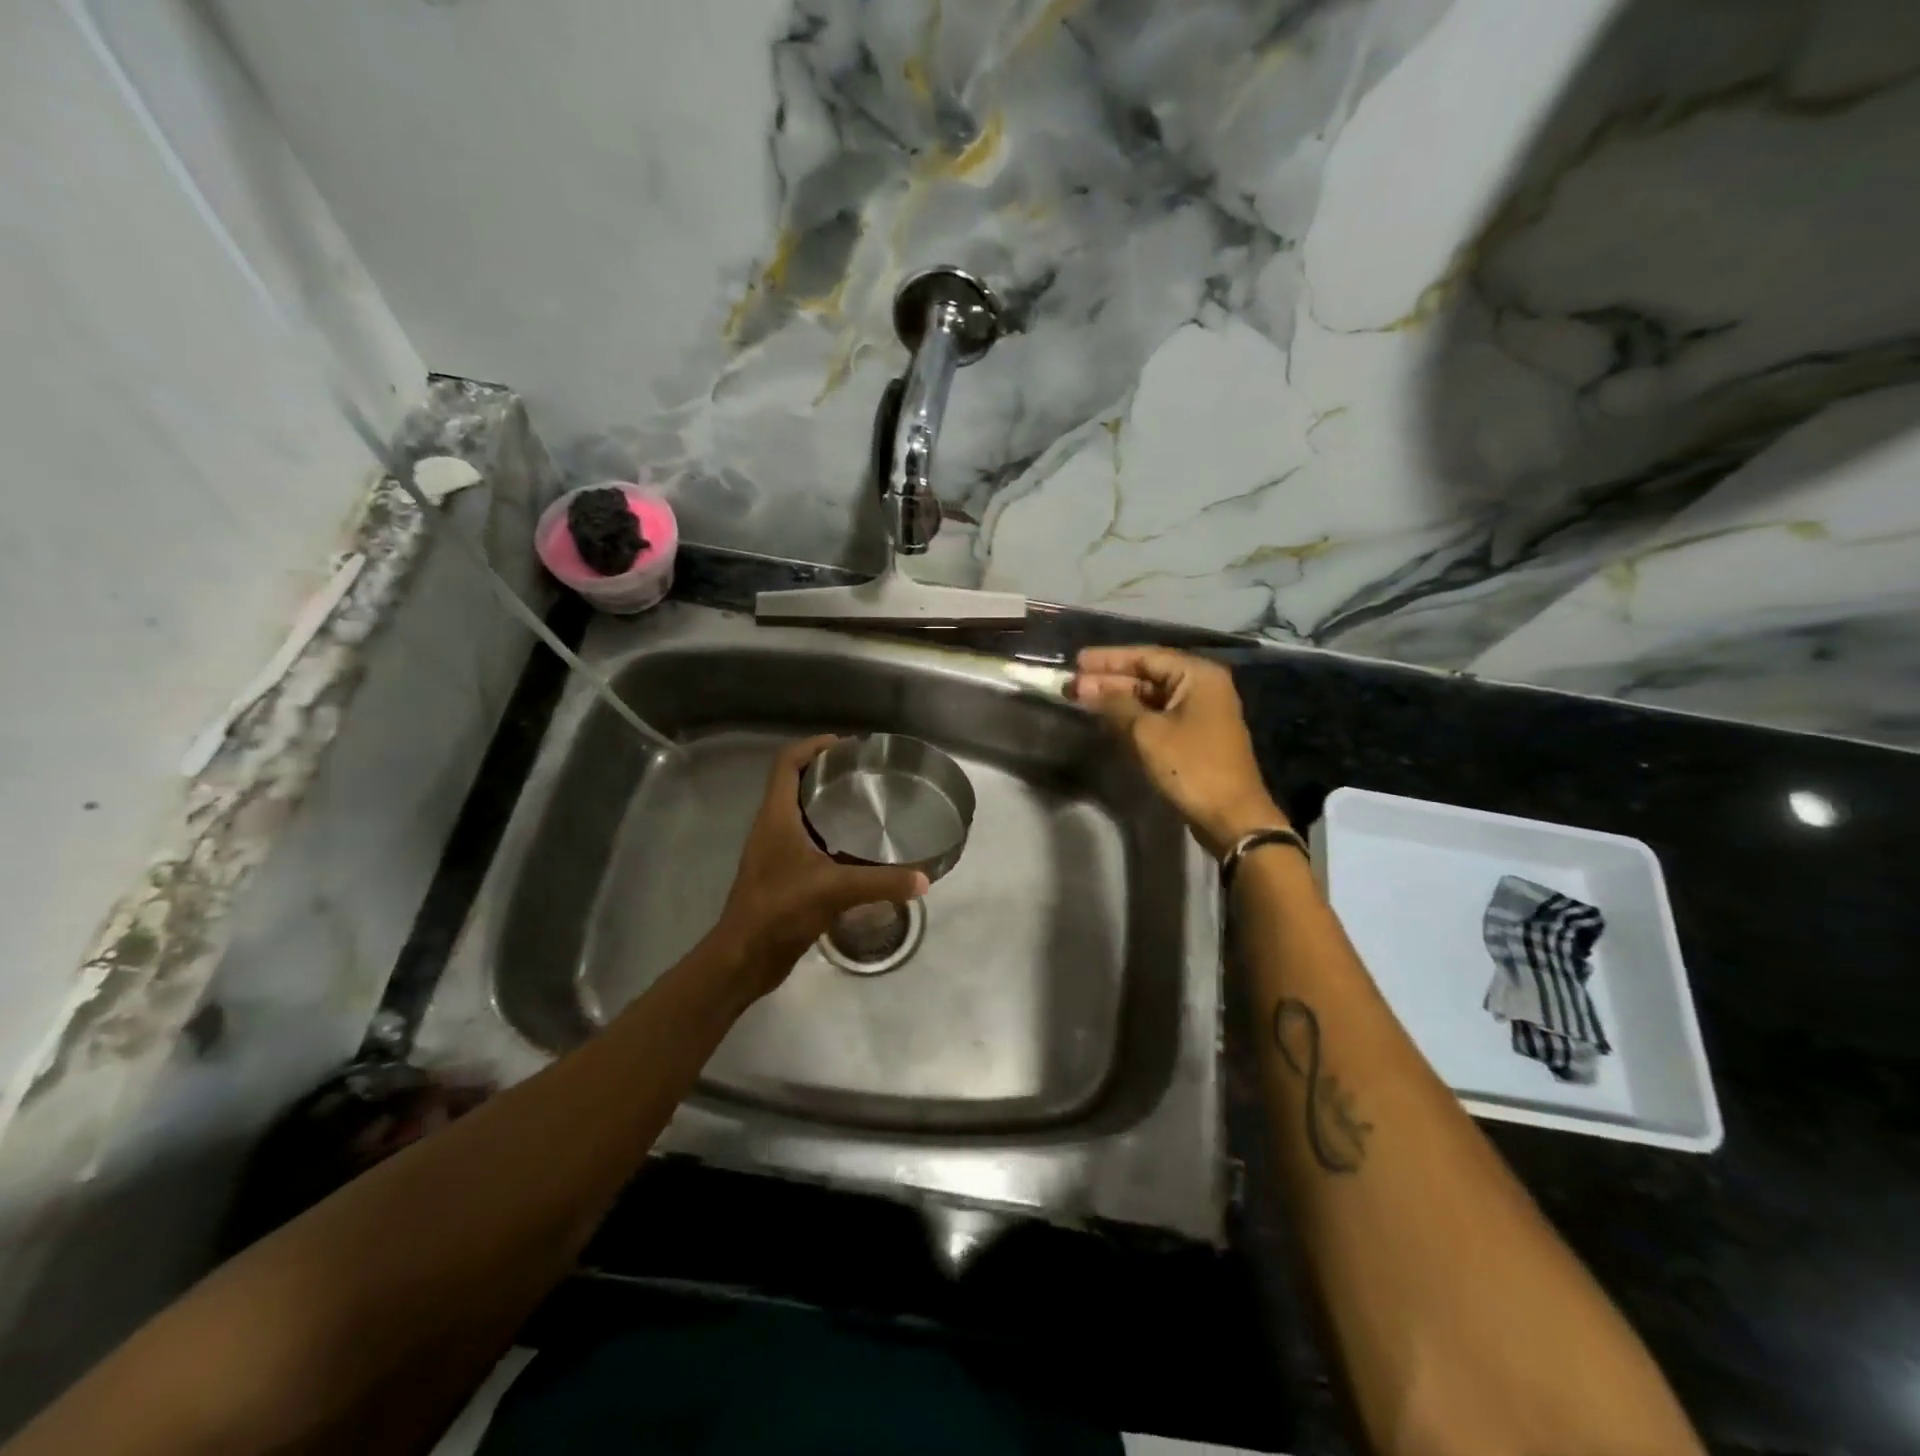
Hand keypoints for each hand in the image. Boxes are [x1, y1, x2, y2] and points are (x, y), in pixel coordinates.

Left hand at [711, 735, 930, 997]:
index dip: (813, 746)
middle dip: (828, 773)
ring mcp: (776, 852)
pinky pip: (809, 842)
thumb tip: (923, 879)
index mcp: (776, 816)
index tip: (847, 746)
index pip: (787, 763)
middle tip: (866, 775)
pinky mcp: (783, 875)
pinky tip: (859, 849)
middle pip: (796, 784)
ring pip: (803, 814)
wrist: (745, 957)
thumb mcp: (835, 890)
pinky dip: (831, 836)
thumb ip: (881, 882)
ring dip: (829, 805)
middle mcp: (773, 827)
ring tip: (868, 806)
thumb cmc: (780, 910)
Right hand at [1070, 647, 1285, 857]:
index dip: (1108, 658)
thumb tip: (1086, 688)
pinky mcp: (1193, 736)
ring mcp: (1199, 712)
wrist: (1230, 816)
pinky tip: (1105, 718)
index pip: (1146, 656)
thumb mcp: (1147, 732)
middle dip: (1109, 679)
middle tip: (1071, 683)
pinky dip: (1131, 715)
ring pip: (1150, 697)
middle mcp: (1201, 687)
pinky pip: (1156, 716)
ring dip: (1117, 698)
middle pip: (1148, 675)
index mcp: (1197, 675)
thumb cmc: (1191, 767)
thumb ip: (1115, 704)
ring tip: (1080, 697)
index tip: (1077, 660)